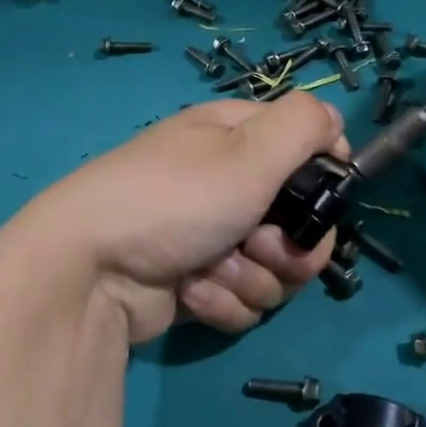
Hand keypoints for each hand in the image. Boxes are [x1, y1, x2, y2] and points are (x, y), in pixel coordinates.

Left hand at [0, 92, 346, 344]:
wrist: (90, 269)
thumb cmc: (176, 199)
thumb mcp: (249, 150)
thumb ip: (303, 127)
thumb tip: (335, 124)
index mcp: (233, 138)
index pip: (303, 146)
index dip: (322, 176)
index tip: (324, 199)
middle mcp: (224, 183)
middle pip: (297, 220)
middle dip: (289, 245)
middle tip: (260, 246)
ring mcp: (208, 237)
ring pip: (274, 269)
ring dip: (251, 277)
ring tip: (212, 270)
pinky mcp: (195, 285)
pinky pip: (241, 299)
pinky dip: (221, 301)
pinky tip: (189, 292)